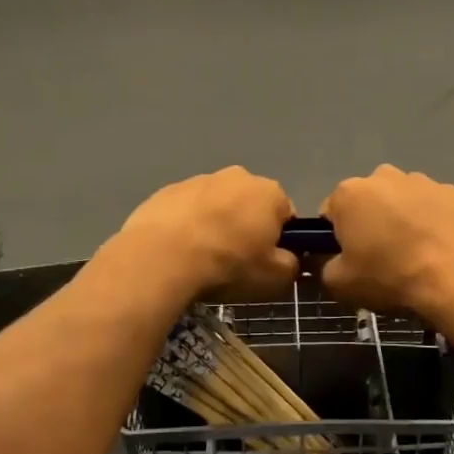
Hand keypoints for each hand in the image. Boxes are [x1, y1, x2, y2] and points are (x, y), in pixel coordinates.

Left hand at [113, 167, 298, 302]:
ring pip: (216, 204)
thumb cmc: (228, 264)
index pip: (285, 214)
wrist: (162, 256)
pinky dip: (186, 225)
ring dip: (214, 224)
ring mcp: (199, 179)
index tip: (265, 261)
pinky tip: (178, 250)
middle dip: (245, 226)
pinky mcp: (167, 190)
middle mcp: (238, 176)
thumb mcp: (274, 277)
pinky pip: (186, 210)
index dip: (279, 239)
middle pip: (250, 204)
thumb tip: (287, 259)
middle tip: (234, 260)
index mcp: (270, 192)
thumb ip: (291, 265)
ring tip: (201, 257)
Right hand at [320, 165, 453, 333]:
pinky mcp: (453, 192)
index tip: (351, 258)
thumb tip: (327, 258)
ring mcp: (422, 181)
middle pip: (367, 200)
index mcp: (349, 193)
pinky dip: (432, 221)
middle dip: (370, 222)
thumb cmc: (391, 278)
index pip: (331, 212)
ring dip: (401, 218)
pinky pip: (432, 206)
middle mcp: (383, 176)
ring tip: (415, 253)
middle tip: (383, 257)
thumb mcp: (339, 284)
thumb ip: (323, 266)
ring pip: (401, 200)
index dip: (337, 237)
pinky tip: (439, 247)